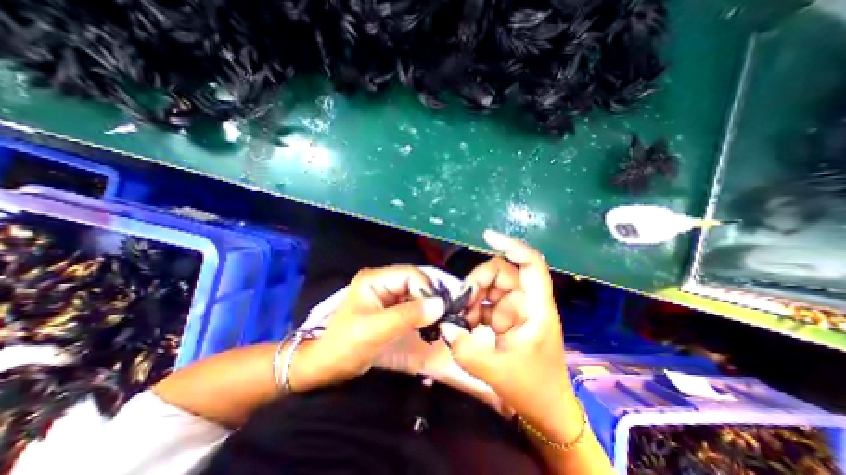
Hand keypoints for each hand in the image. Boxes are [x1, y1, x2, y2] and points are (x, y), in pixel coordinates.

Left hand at [289, 267, 444, 392]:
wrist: (325, 366)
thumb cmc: (345, 346)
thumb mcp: (376, 330)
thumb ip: (408, 316)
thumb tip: (440, 304)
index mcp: (374, 279)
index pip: (410, 274)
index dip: (427, 288)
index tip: (439, 309)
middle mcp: (381, 281)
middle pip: (414, 282)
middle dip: (428, 298)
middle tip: (441, 317)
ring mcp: (385, 294)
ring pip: (414, 294)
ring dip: (426, 307)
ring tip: (436, 322)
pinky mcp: (388, 307)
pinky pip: (411, 305)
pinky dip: (420, 314)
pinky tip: (427, 324)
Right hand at [440, 231, 577, 437]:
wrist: (547, 411)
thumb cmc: (532, 390)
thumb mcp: (496, 371)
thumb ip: (465, 348)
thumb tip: (443, 324)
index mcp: (536, 308)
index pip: (531, 264)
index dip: (512, 246)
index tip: (487, 237)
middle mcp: (527, 302)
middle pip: (501, 273)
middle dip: (477, 283)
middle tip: (460, 304)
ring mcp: (515, 309)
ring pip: (489, 287)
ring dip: (472, 298)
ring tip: (461, 320)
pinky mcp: (505, 317)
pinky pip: (485, 303)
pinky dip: (472, 310)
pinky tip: (466, 326)